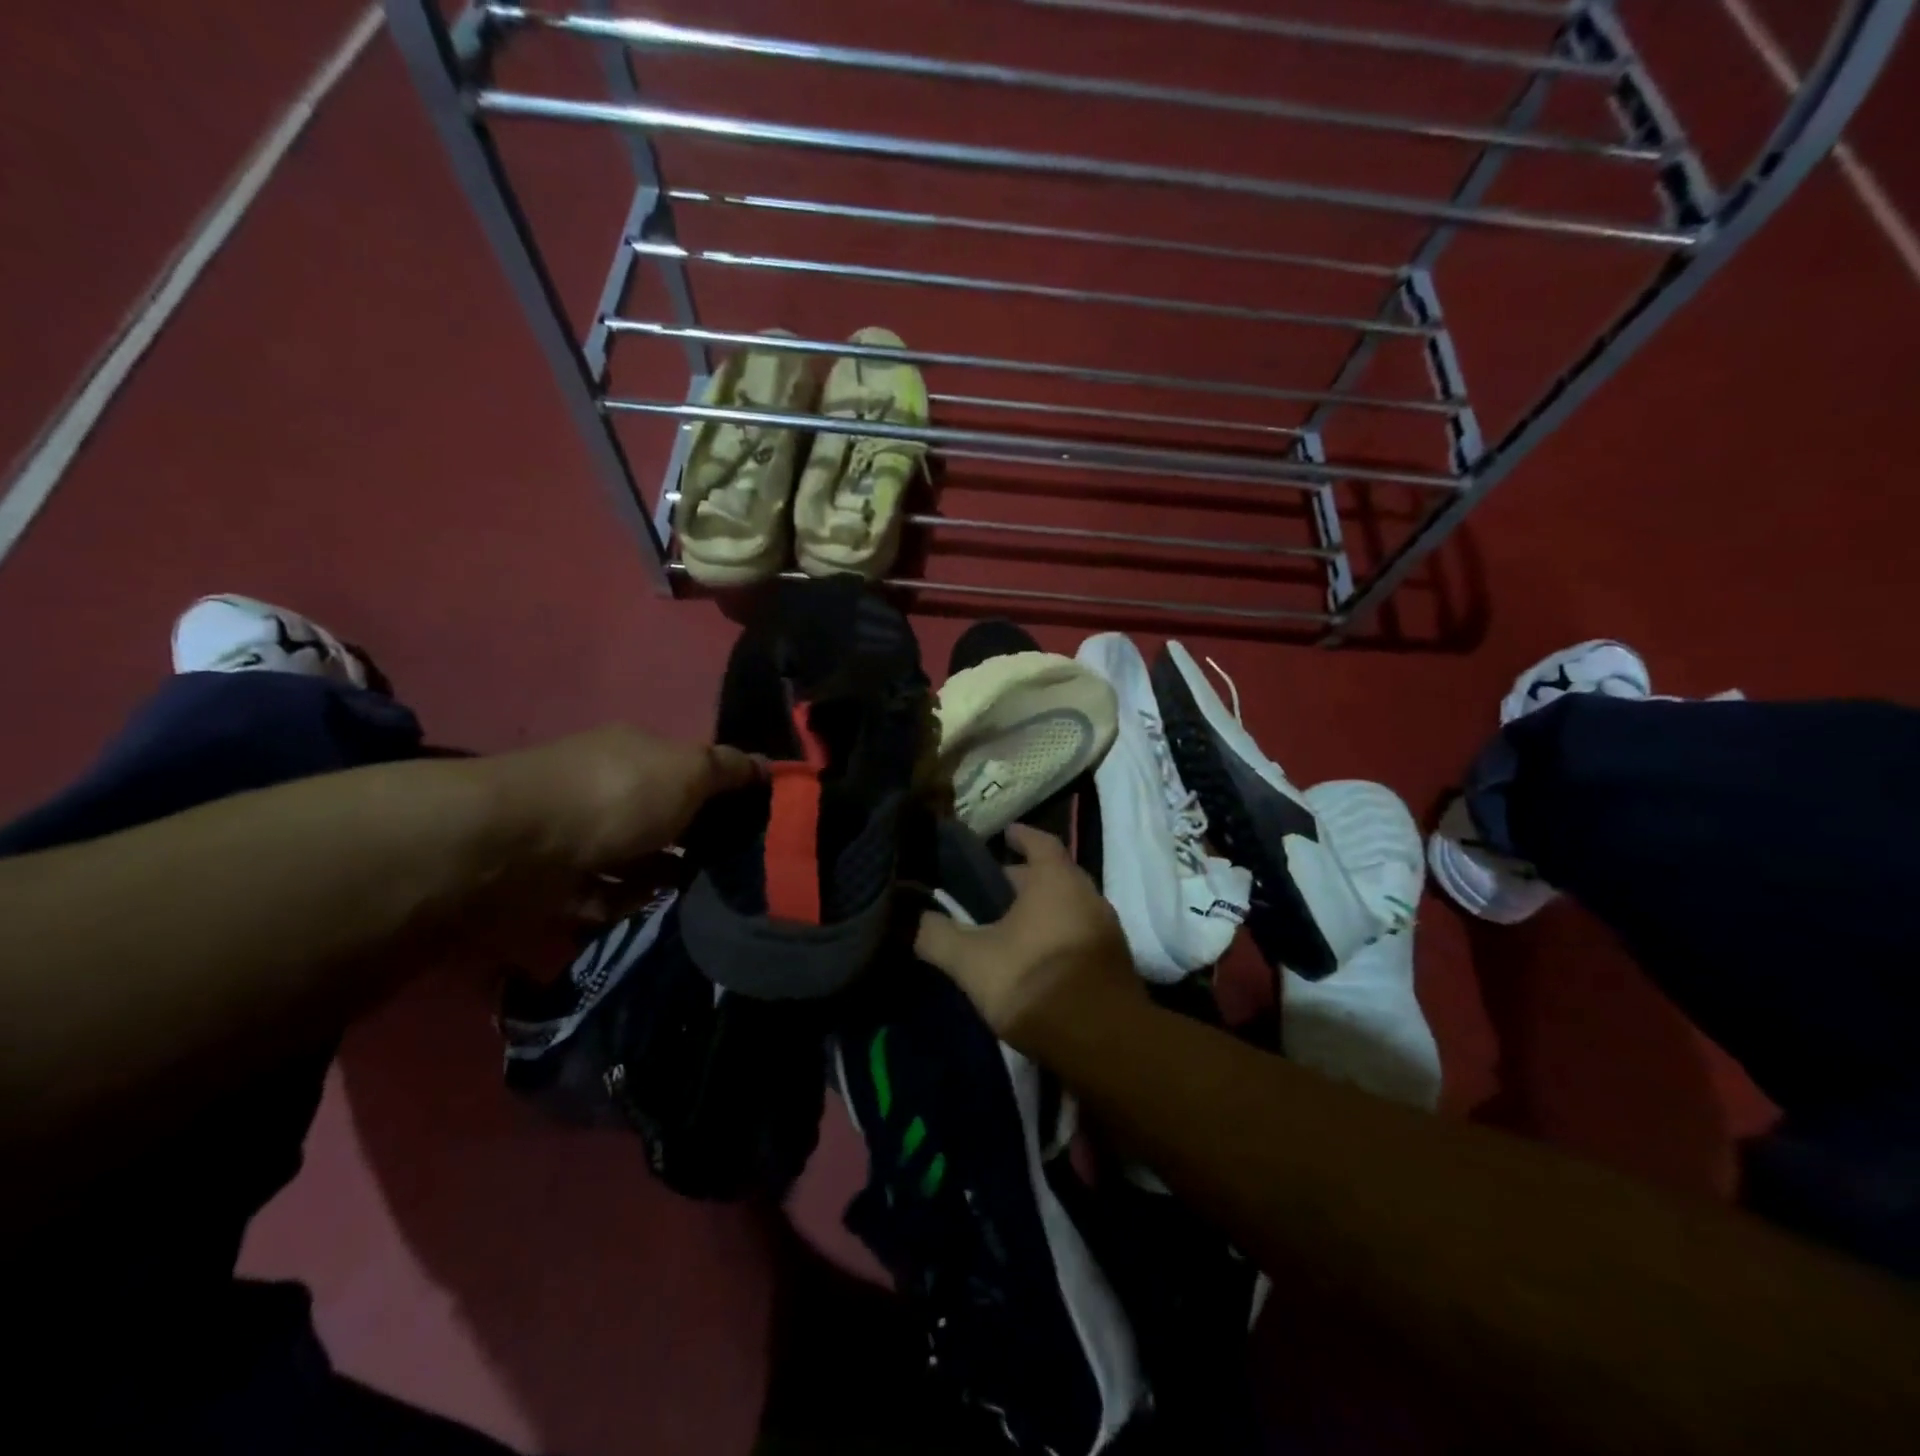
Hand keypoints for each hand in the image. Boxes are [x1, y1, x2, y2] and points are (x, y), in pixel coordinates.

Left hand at [486, 724, 760, 881]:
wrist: (515, 846)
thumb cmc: (617, 796)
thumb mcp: (688, 770)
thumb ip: (728, 768)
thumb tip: (766, 763)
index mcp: (637, 752)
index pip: (690, 767)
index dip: (723, 791)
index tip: (754, 820)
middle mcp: (607, 786)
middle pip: (663, 814)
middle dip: (695, 840)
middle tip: (732, 866)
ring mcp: (578, 833)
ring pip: (636, 857)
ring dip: (663, 876)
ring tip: (698, 893)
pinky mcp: (556, 879)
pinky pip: (604, 893)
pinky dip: (625, 900)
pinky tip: (647, 906)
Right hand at [914, 824, 1142, 1053]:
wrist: (1102, 1040)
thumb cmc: (1033, 981)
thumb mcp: (972, 961)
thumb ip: (937, 936)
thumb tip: (909, 918)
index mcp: (1056, 880)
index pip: (1040, 842)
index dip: (1021, 836)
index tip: (1005, 834)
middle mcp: (1088, 895)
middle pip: (1054, 875)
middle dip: (1026, 879)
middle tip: (994, 891)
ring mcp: (1107, 930)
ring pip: (1069, 907)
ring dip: (1044, 910)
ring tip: (1011, 927)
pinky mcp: (1115, 963)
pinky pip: (1081, 935)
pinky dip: (1058, 936)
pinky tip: (1036, 959)